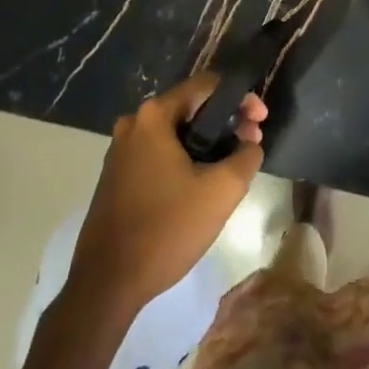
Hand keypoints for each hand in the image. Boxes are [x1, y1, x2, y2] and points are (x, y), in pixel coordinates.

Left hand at [70, 75, 266, 314]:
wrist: (107, 283)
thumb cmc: (167, 228)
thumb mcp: (221, 191)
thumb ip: (246, 156)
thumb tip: (250, 144)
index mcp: (154, 116)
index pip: (207, 86)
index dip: (241, 98)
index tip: (261, 122)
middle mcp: (133, 123)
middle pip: (191, 107)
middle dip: (226, 121)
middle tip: (251, 144)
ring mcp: (121, 150)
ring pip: (175, 132)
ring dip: (207, 142)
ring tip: (232, 166)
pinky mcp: (117, 175)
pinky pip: (159, 153)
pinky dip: (185, 158)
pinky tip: (202, 183)